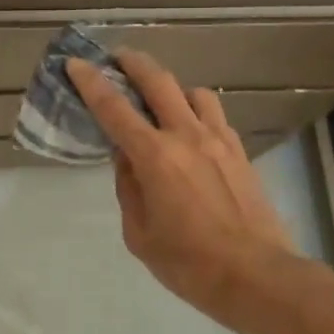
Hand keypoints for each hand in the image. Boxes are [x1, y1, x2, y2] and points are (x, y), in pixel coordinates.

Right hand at [67, 51, 296, 325]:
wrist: (257, 276)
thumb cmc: (189, 263)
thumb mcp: (140, 234)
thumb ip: (129, 188)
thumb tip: (127, 160)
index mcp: (155, 157)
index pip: (114, 108)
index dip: (91, 82)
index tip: (76, 63)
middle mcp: (186, 136)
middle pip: (158, 81)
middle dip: (134, 62)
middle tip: (118, 57)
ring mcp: (219, 140)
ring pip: (193, 92)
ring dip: (171, 87)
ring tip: (160, 99)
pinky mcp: (240, 151)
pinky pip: (215, 115)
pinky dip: (197, 110)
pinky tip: (191, 128)